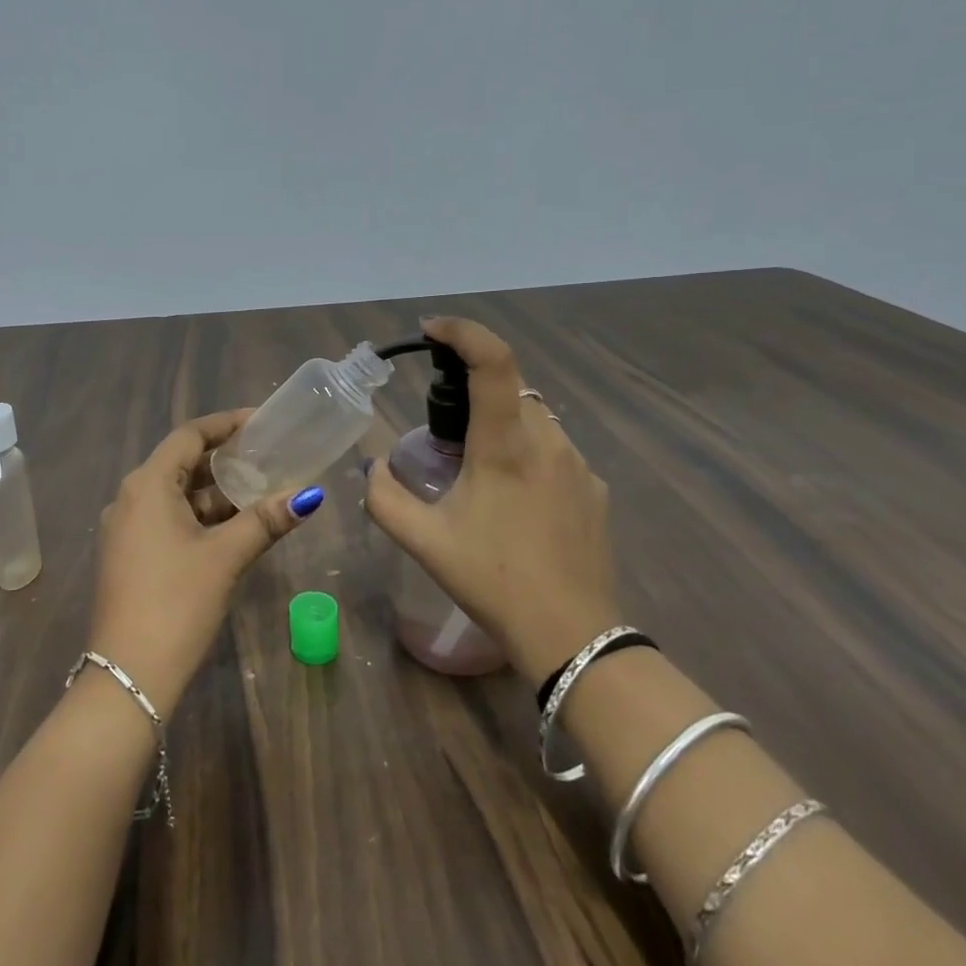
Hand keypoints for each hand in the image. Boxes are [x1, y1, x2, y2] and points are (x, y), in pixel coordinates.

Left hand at [88, 410, 323, 715]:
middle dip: (224, 460)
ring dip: (215, 493)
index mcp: (147, 485)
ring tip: (259, 492)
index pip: (189, 436)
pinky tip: (232, 528)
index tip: (261, 422)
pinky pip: (167, 520)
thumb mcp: (225, 556)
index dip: (226, 424)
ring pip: (176, 496)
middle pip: (181, 463)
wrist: (127, 675)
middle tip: (267, 457)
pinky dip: (200, 517)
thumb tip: (309, 495)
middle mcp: (130, 498)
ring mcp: (126, 529)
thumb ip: (265, 520)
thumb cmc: (176, 602)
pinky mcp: (130, 556)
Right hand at [362, 316, 620, 686]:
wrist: (572, 635)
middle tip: (443, 429)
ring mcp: (578, 465)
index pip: (492, 361)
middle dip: (474, 391)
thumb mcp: (424, 542)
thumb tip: (371, 468)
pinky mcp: (595, 489)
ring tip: (476, 469)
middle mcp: (547, 441)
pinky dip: (527, 453)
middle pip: (510, 388)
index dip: (463, 332)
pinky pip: (554, 450)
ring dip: (502, 424)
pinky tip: (513, 499)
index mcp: (505, 445)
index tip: (432, 330)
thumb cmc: (492, 581)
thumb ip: (383, 497)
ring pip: (534, 419)